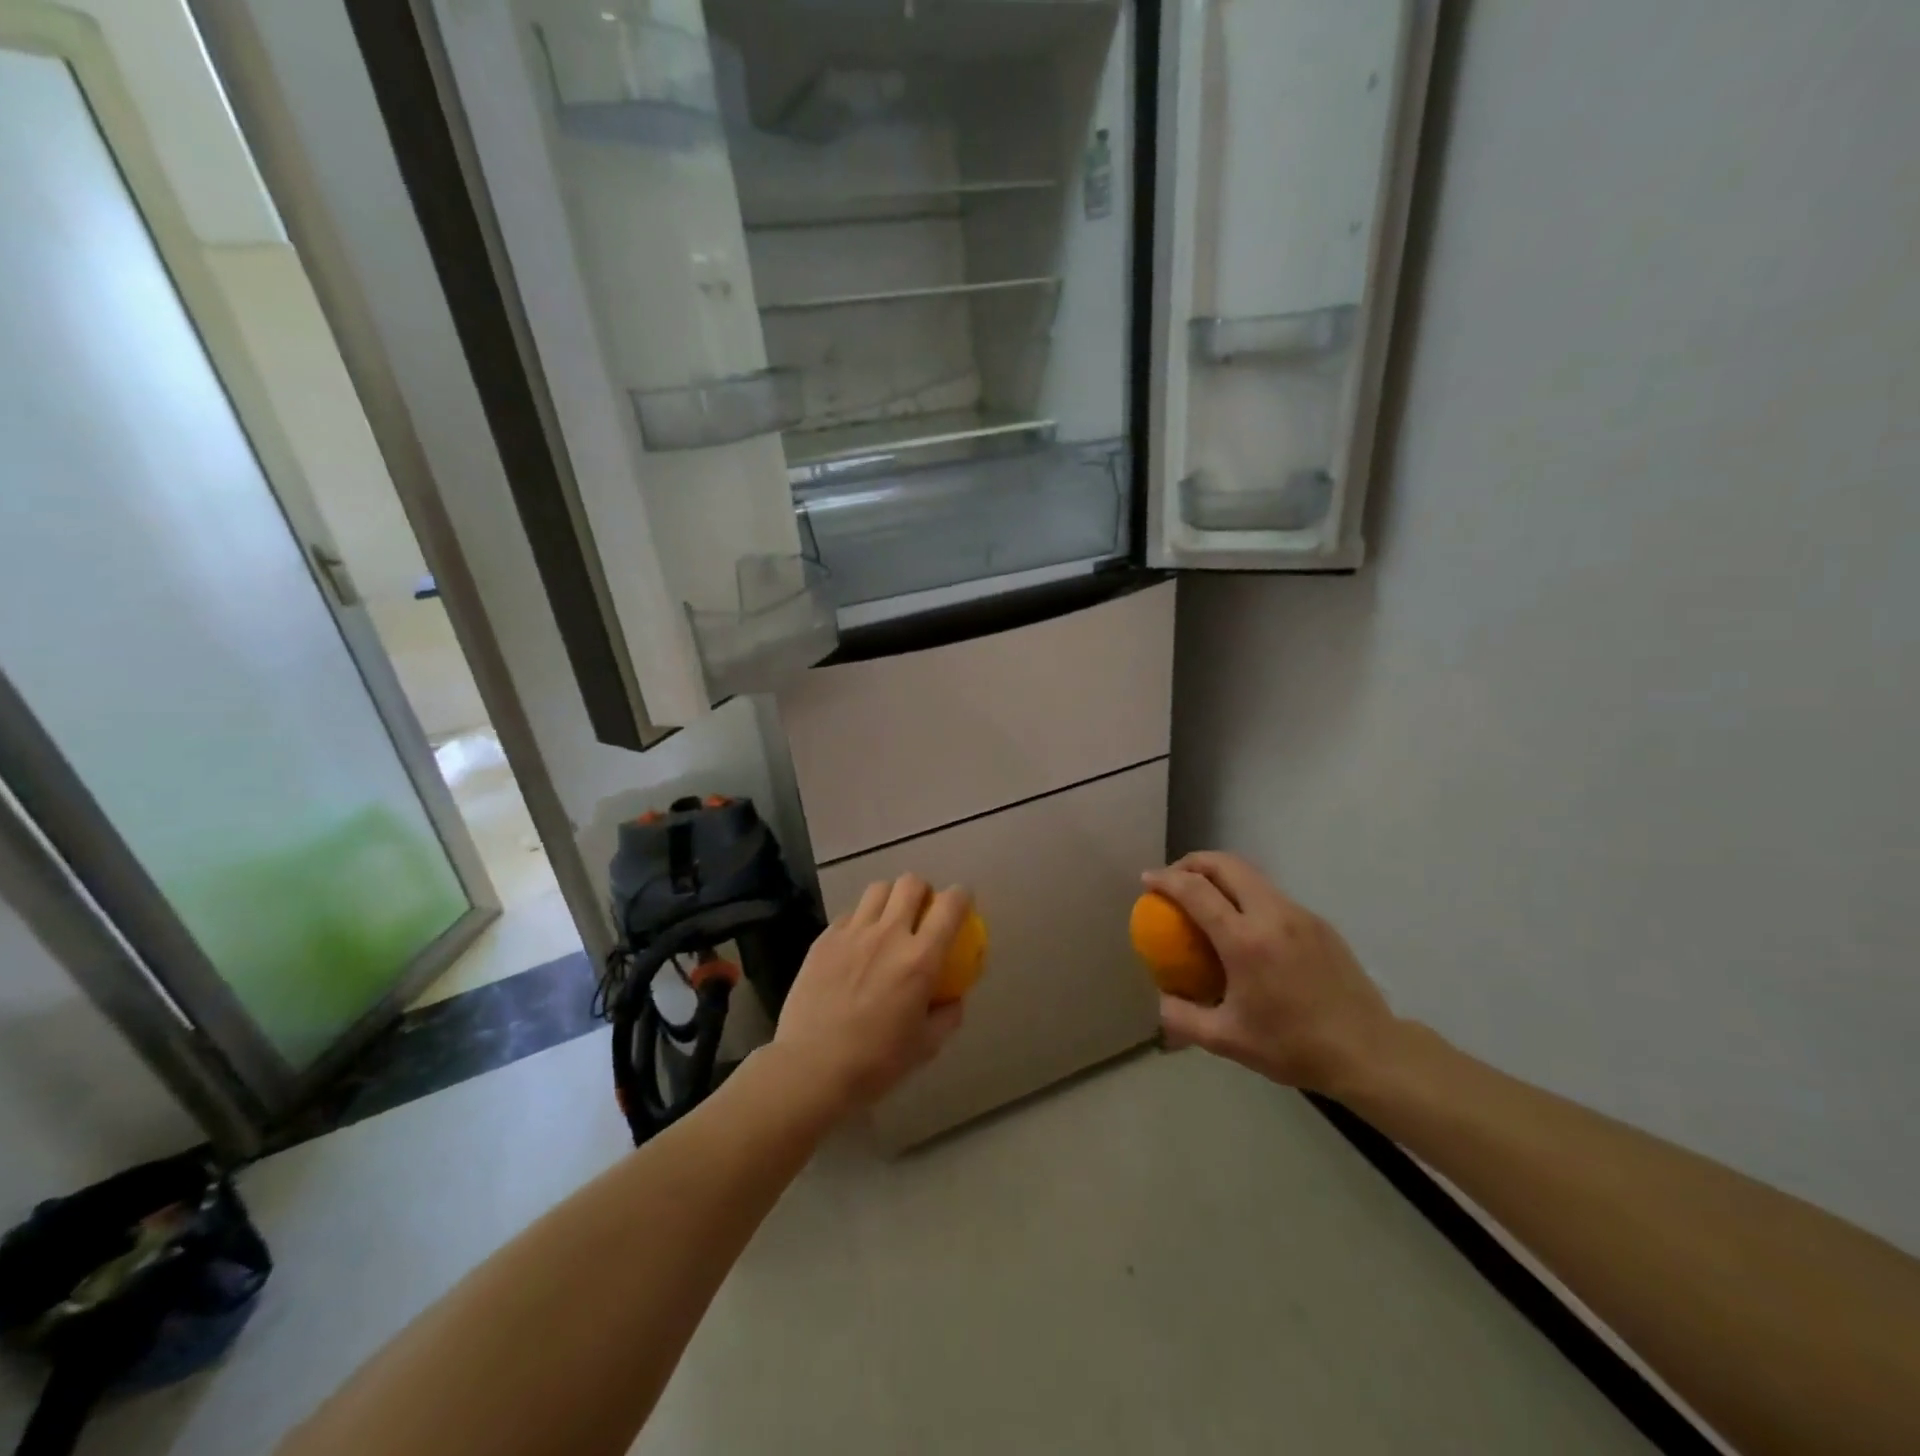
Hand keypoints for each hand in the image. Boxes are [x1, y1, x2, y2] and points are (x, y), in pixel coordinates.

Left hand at [771, 875, 968, 1116]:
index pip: (950, 906)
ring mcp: (852, 933)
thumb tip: (954, 997)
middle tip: (922, 910)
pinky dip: (861, 919)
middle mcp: (888, 935)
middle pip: (911, 883)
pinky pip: (849, 914)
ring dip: (891, 898)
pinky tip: (857, 944)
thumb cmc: (875, 1062)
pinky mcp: (824, 939)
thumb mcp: (926, 1046)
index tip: (962, 903)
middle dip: (923, 890)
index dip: (961, 896)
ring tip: (889, 919)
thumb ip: (947, 1015)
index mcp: (920, 959)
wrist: (811, 1068)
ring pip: (878, 889)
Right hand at [1143, 852, 1398, 1097]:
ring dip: (1221, 875)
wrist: (1369, 1052)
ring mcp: (1299, 915)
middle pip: (1225, 864)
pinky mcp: (1318, 923)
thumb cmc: (1293, 1046)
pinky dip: (1246, 894)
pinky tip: (1244, 927)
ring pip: (1251, 875)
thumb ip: (1182, 1017)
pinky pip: (1272, 895)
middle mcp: (1272, 915)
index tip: (1147, 880)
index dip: (1166, 880)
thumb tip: (1161, 997)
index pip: (1196, 890)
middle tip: (1174, 879)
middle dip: (1192, 862)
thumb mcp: (1226, 1040)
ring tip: (1205, 898)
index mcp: (1245, 941)